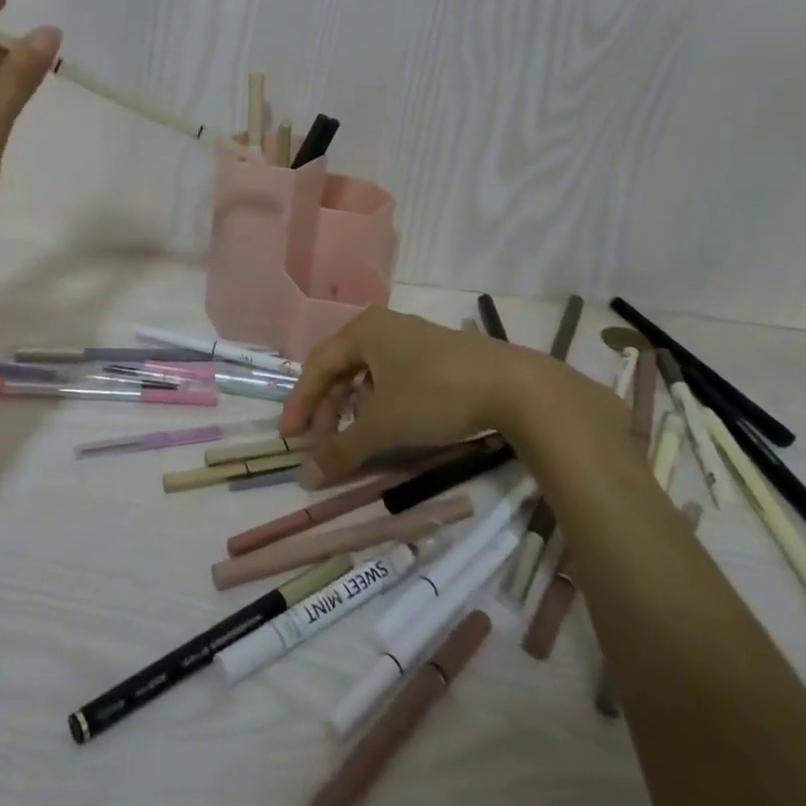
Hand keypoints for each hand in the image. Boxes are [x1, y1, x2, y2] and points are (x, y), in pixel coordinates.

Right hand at [277, 307, 608, 487]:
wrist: (515, 388)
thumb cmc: (435, 395)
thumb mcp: (384, 426)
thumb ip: (341, 450)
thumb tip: (305, 478)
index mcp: (364, 330)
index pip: (317, 366)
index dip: (301, 403)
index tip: (289, 438)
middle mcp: (385, 327)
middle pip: (342, 368)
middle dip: (328, 408)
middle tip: (320, 443)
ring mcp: (414, 339)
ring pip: (369, 375)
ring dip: (354, 408)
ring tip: (353, 439)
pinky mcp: (439, 356)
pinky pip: (394, 377)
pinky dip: (381, 403)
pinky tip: (389, 426)